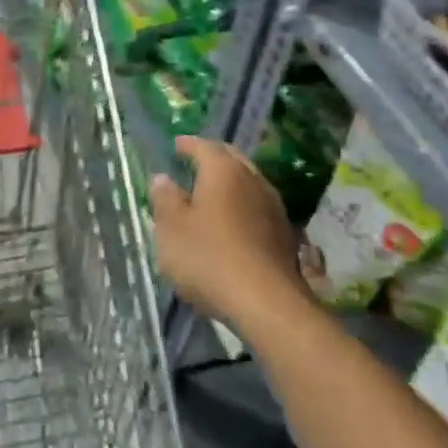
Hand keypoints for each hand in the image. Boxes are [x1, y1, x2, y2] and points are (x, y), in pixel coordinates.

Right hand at [153, 136, 306, 328]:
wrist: (266, 303)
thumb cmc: (209, 257)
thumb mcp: (172, 228)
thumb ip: (165, 199)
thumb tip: (163, 178)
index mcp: (224, 171)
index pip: (205, 146)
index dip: (188, 144)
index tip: (176, 145)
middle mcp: (253, 180)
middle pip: (233, 159)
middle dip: (214, 157)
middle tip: (196, 161)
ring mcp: (274, 207)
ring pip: (249, 183)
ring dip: (231, 183)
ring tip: (212, 192)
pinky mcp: (284, 235)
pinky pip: (258, 207)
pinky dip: (243, 206)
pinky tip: (233, 222)